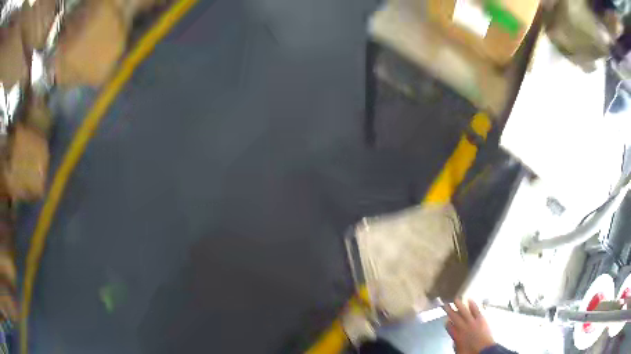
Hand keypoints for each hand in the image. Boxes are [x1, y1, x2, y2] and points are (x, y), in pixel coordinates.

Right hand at [444, 299, 494, 353]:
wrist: (483, 350)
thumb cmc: (471, 351)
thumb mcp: (459, 349)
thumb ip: (456, 342)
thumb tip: (455, 339)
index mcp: (456, 335)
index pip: (449, 327)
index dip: (447, 323)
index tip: (446, 320)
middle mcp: (463, 327)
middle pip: (455, 317)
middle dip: (450, 310)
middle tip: (446, 304)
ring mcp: (472, 322)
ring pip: (464, 311)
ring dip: (460, 305)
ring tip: (456, 299)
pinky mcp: (481, 319)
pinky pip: (475, 309)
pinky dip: (472, 304)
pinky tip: (469, 300)